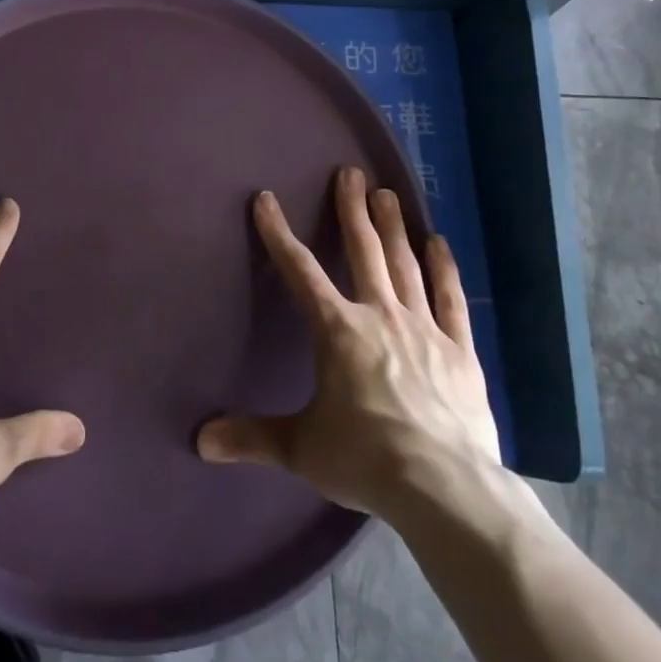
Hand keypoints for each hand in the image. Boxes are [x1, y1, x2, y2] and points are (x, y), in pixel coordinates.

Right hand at [197, 166, 500, 523]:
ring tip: (388, 193)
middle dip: (352, 210)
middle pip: (362, 251)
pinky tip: (439, 243)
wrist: (444, 488)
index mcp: (337, 330)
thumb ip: (252, 437)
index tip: (266, 200)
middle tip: (351, 174)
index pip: (300, 271)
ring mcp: (423, 328)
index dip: (279, 233)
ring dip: (393, 227)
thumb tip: (201, 441)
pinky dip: (444, 269)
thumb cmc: (365, 459)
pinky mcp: (459, 350)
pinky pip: (450, 299)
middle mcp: (379, 315)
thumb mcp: (301, 448)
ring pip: (404, 264)